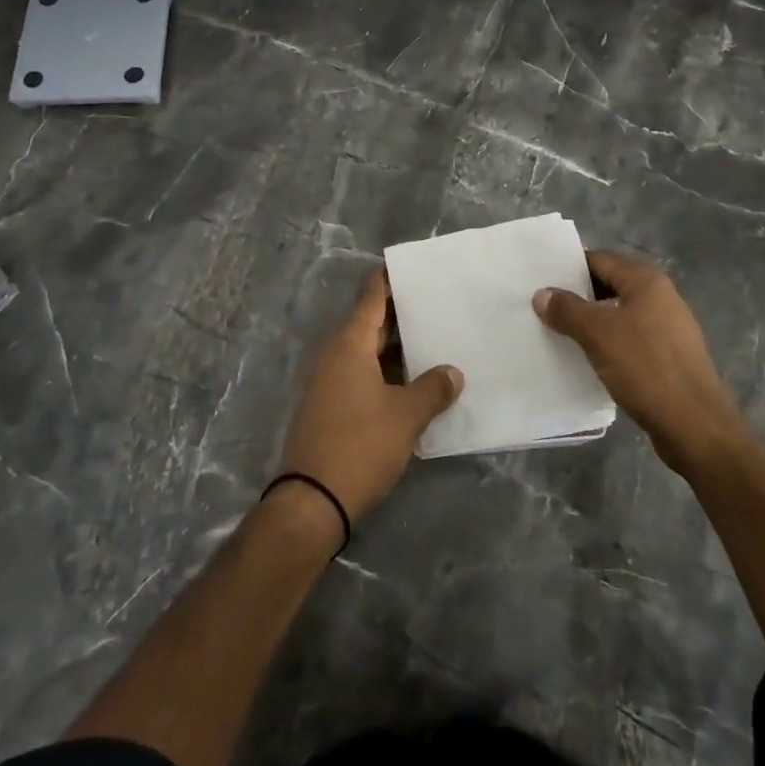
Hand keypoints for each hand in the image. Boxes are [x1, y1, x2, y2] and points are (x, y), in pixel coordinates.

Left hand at [277, 268, 463, 521]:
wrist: (311, 501)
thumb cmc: (360, 445)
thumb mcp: (405, 416)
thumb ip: (433, 389)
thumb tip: (453, 372)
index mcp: (349, 344)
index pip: (371, 296)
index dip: (389, 278)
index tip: (411, 264)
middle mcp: (334, 355)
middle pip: (369, 322)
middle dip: (400, 312)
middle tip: (436, 302)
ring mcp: (328, 381)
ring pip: (367, 351)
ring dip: (395, 346)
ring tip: (433, 338)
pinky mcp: (329, 406)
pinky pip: (361, 374)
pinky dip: (385, 370)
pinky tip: (413, 379)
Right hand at [533, 250, 749, 477]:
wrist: (695, 425)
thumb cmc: (646, 367)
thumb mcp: (598, 334)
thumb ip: (568, 310)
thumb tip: (542, 294)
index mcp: (646, 281)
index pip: (600, 259)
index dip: (569, 267)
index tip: (540, 278)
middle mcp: (660, 297)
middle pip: (610, 285)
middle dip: (577, 295)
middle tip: (542, 306)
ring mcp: (667, 328)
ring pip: (619, 314)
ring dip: (591, 321)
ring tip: (557, 332)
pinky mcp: (668, 357)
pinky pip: (629, 339)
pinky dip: (607, 343)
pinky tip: (587, 358)